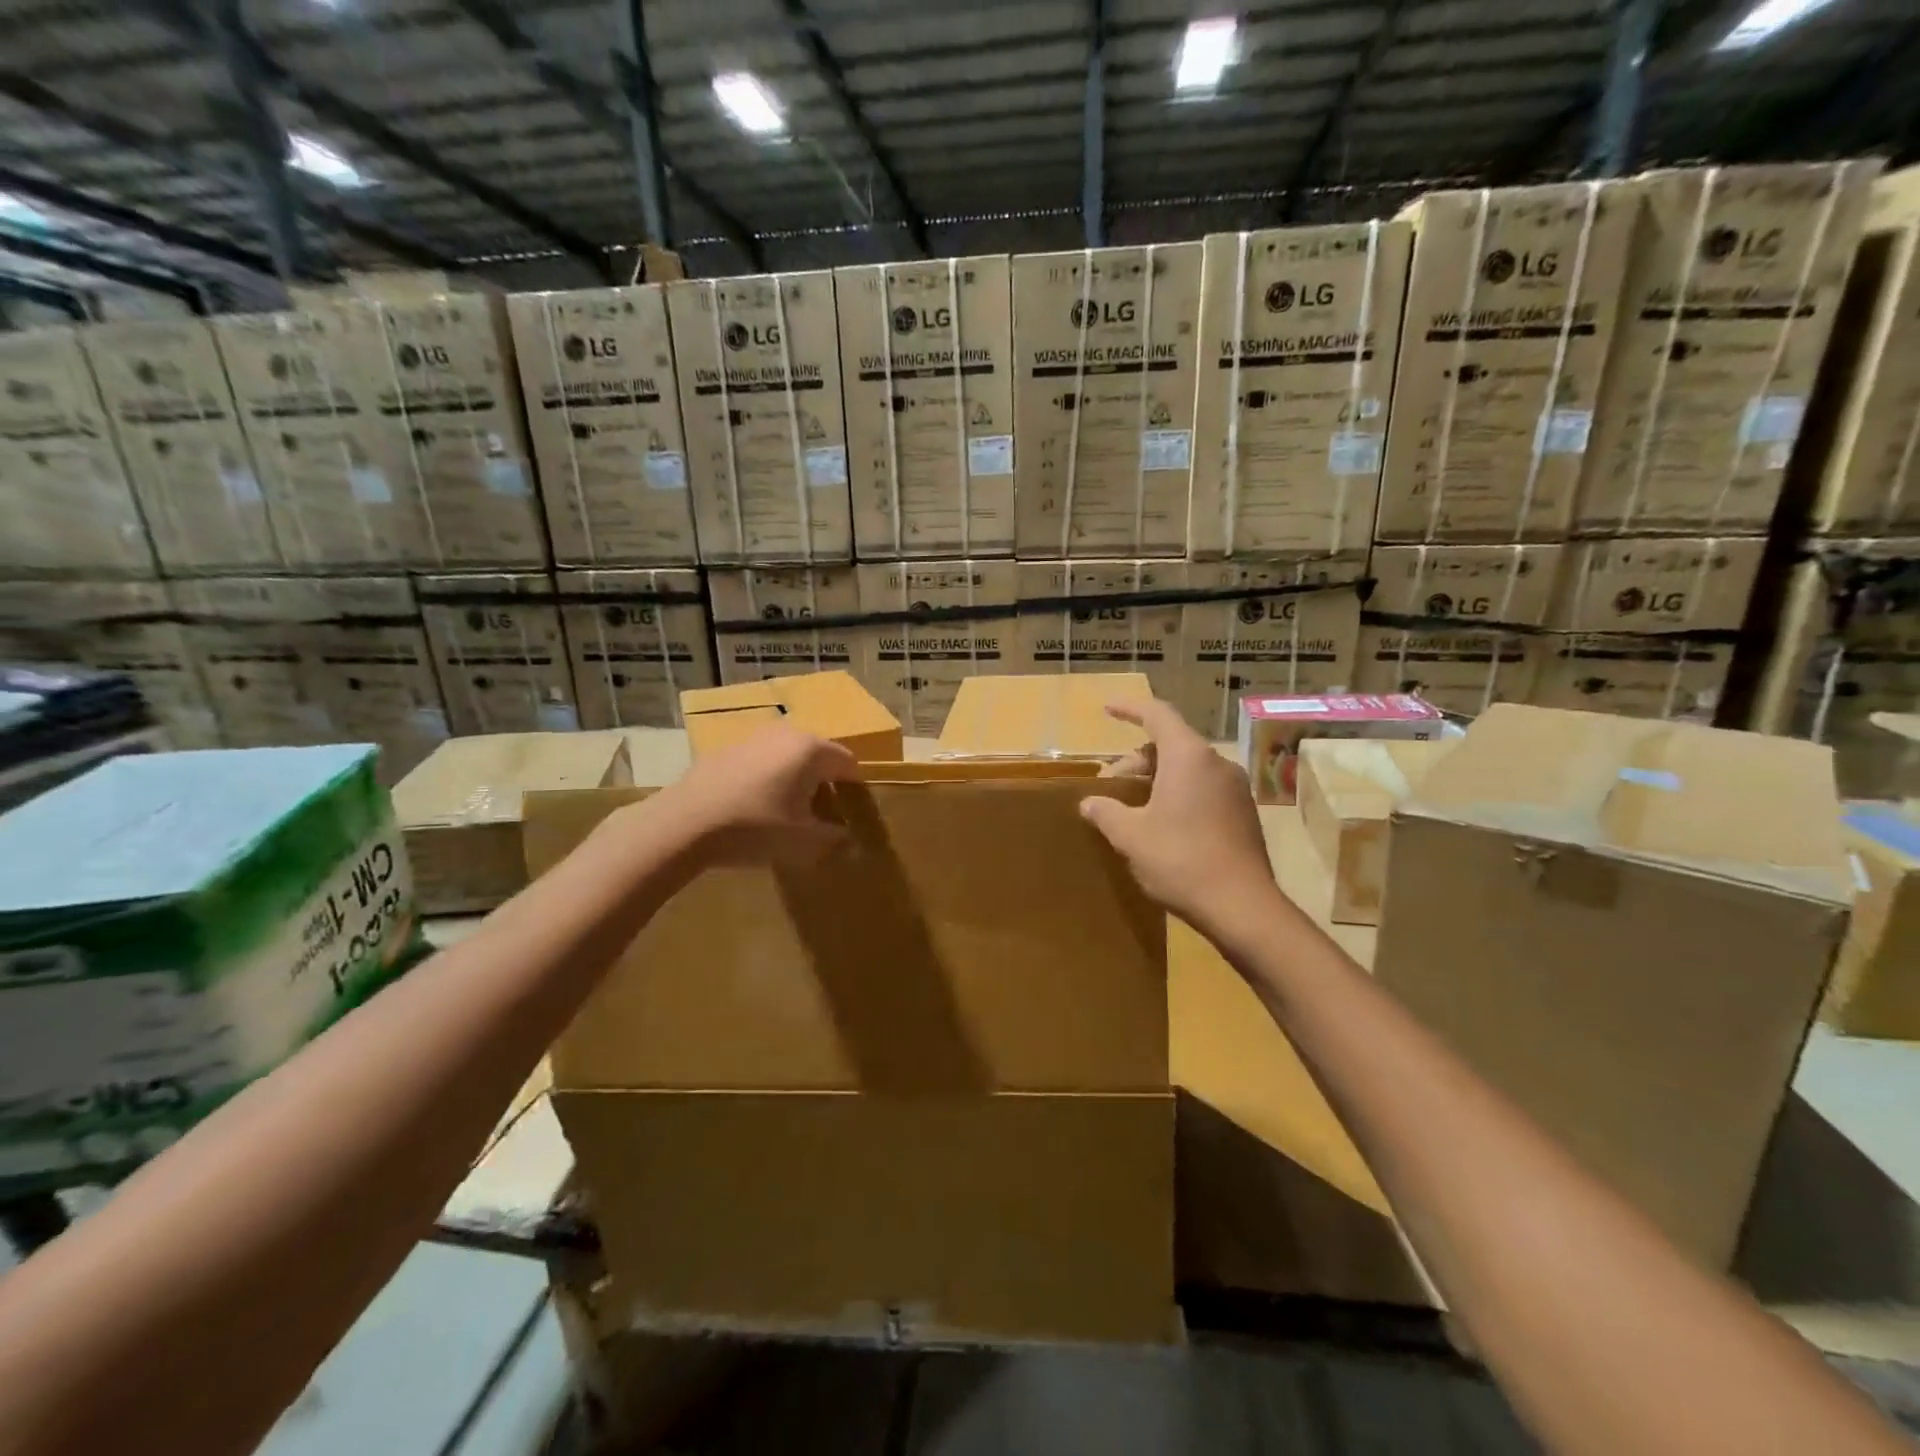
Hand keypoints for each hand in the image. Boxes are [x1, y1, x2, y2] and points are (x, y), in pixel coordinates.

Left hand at [662, 724, 859, 867]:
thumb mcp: (803, 842)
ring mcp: (752, 738)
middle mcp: (785, 734)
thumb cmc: (755, 827)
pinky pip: (760, 762)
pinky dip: (767, 779)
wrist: (684, 823)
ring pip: (787, 757)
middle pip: (818, 756)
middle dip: (824, 782)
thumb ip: (832, 837)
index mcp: (811, 750)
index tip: (852, 811)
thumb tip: (844, 836)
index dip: (854, 787)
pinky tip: (755, 807)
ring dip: (794, 779)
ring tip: (788, 811)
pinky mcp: (725, 750)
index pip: (848, 762)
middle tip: (822, 814)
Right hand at [1081, 698, 1276, 930]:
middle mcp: (1216, 763)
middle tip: (1111, 785)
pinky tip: (1163, 824)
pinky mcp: (1244, 813)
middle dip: (1137, 758)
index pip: (1157, 714)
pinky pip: (1205, 788)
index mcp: (1188, 757)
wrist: (1243, 907)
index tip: (1108, 709)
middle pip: (1171, 743)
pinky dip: (1179, 793)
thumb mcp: (1130, 836)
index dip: (1130, 708)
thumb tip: (1090, 803)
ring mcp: (1236, 788)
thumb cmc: (1180, 860)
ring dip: (1157, 778)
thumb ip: (1106, 812)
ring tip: (1134, 806)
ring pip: (1188, 767)